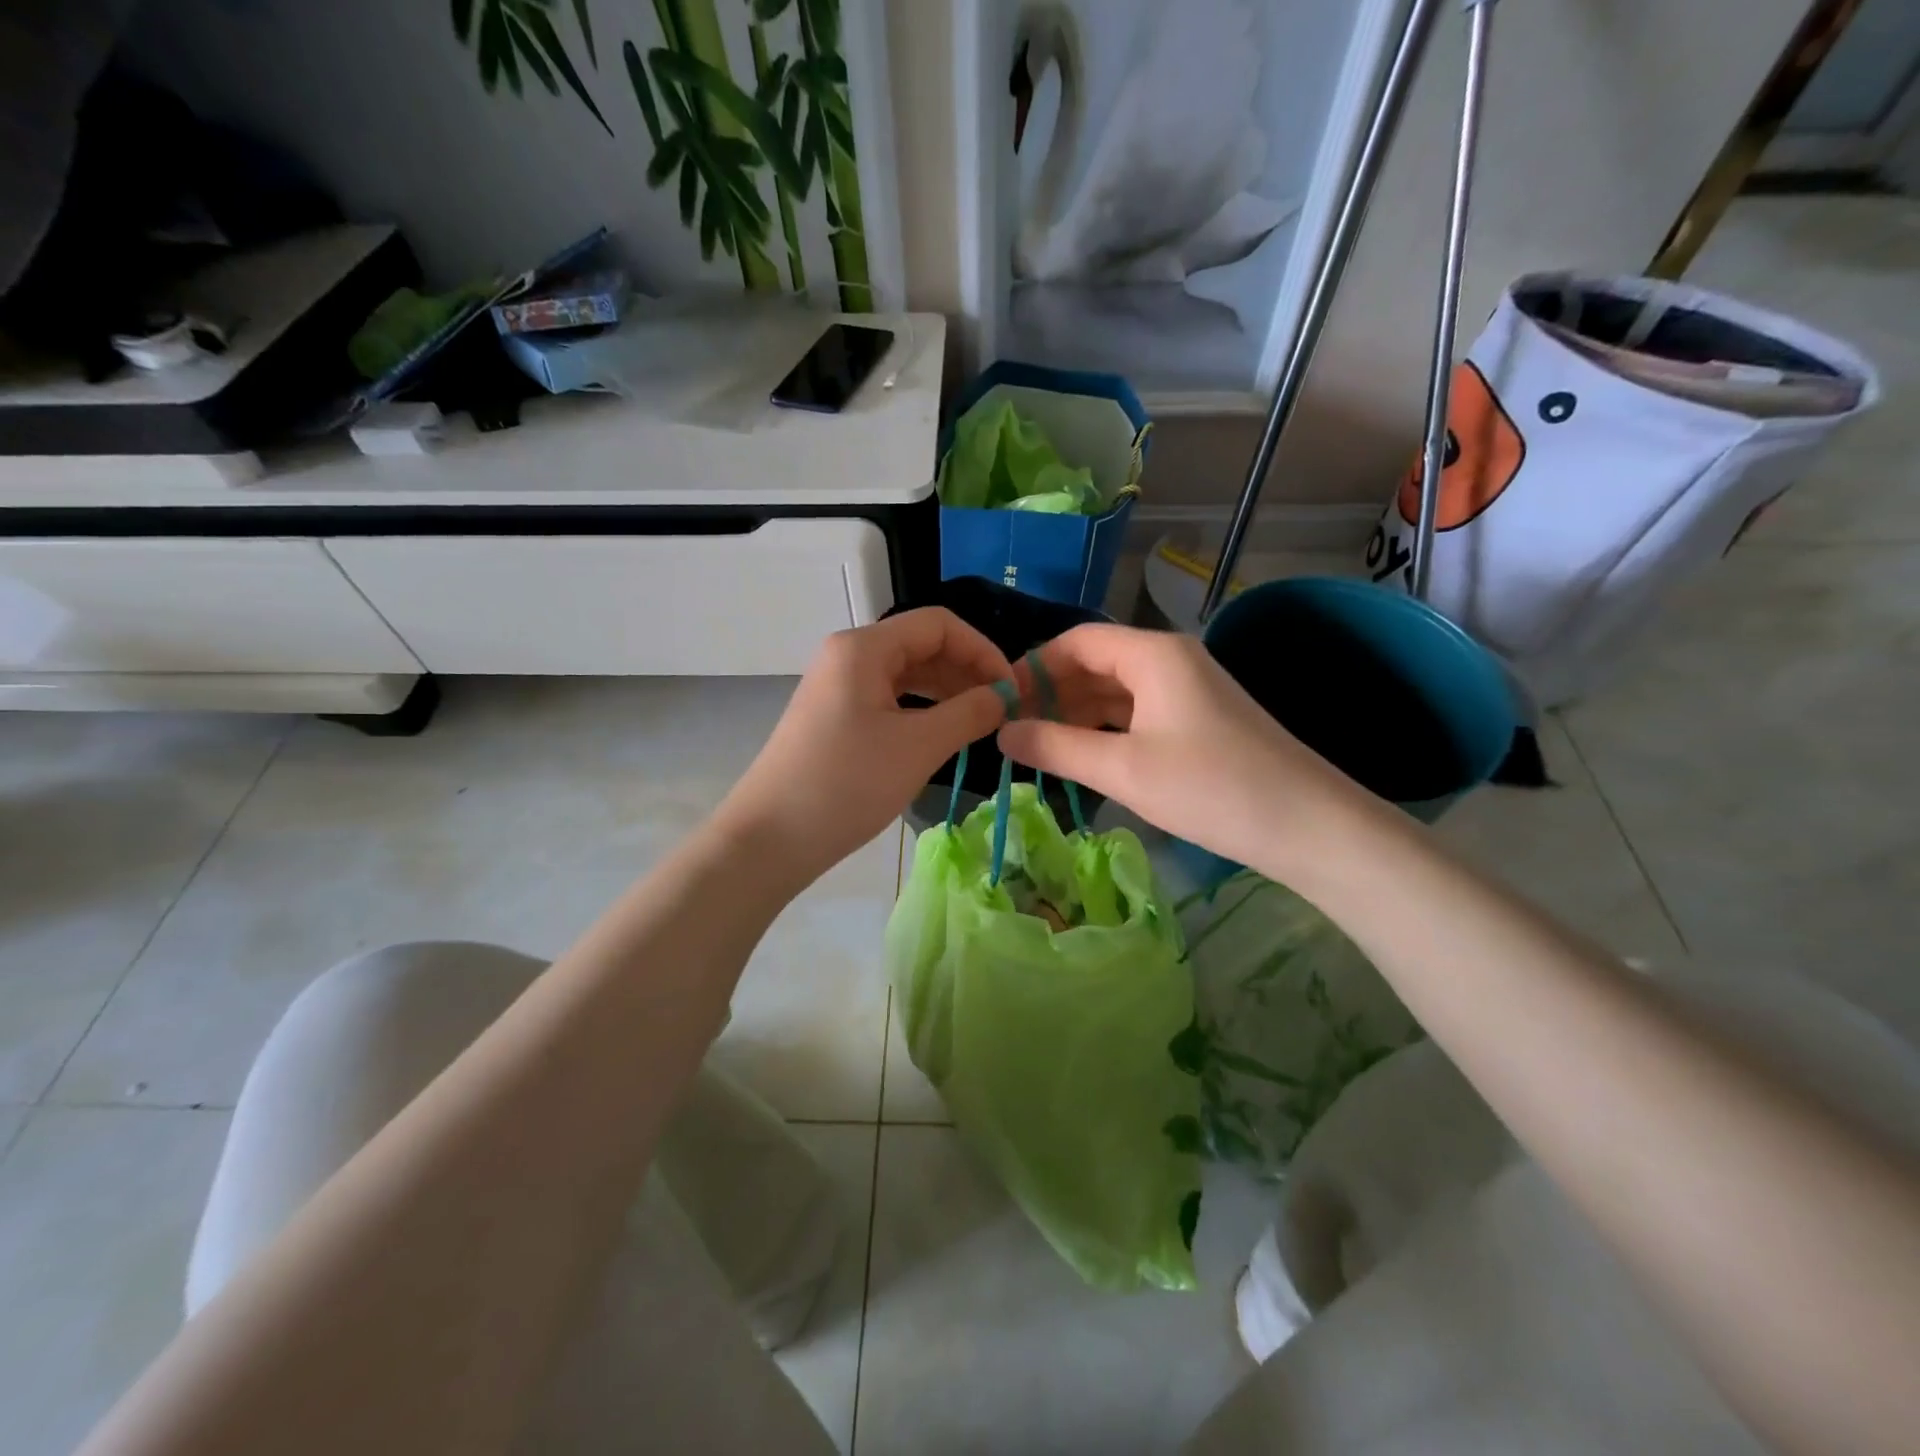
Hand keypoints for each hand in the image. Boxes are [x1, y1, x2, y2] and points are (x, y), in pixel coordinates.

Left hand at [715, 608, 1011, 888]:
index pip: (939, 625)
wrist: (769, 839)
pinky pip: (888, 699)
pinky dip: (921, 710)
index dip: (982, 650)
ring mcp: (837, 686)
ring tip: (979, 722)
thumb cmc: (847, 784)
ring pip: (905, 674)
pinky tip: (942, 734)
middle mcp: (848, 655)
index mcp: (864, 647)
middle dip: (966, 671)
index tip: (1012, 689)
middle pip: (921, 645)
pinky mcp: (834, 716)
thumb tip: (1004, 696)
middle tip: (1002, 709)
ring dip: (946, 691)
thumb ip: (969, 713)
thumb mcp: (918, 747)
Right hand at [999, 624, 1366, 874]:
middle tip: (1011, 730)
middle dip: (1052, 692)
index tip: (999, 702)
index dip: (1033, 666)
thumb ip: (1056, 747)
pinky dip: (1105, 729)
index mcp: (1153, 654)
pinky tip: (1082, 755)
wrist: (1309, 826)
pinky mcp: (1198, 721)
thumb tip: (1002, 733)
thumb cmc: (1211, 788)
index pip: (1077, 641)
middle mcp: (1171, 660)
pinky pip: (1137, 712)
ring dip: (1076, 713)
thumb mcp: (1123, 769)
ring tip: (1037, 746)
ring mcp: (1188, 690)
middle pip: (1096, 662)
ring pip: (1116, 690)